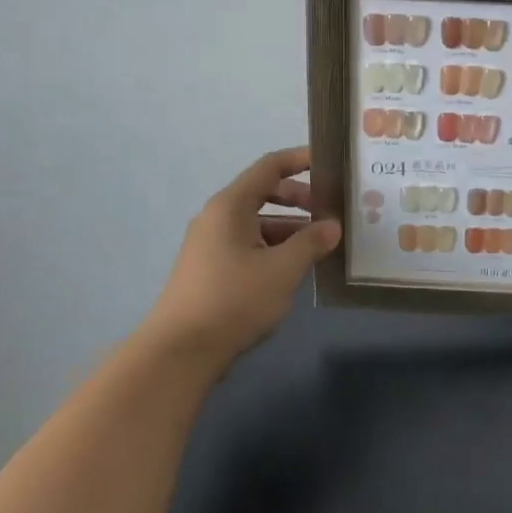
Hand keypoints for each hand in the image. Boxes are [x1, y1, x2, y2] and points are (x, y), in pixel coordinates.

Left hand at [144, 147, 341, 369]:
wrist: (180, 352)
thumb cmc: (234, 300)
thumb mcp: (282, 270)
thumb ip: (311, 243)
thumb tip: (332, 227)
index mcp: (231, 206)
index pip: (269, 167)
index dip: (300, 160)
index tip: (329, 163)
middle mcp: (218, 217)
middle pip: (263, 193)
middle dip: (300, 199)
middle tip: (331, 211)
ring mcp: (211, 245)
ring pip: (258, 223)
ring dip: (290, 228)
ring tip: (321, 245)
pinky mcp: (210, 270)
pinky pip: (249, 245)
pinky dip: (274, 248)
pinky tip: (294, 269)